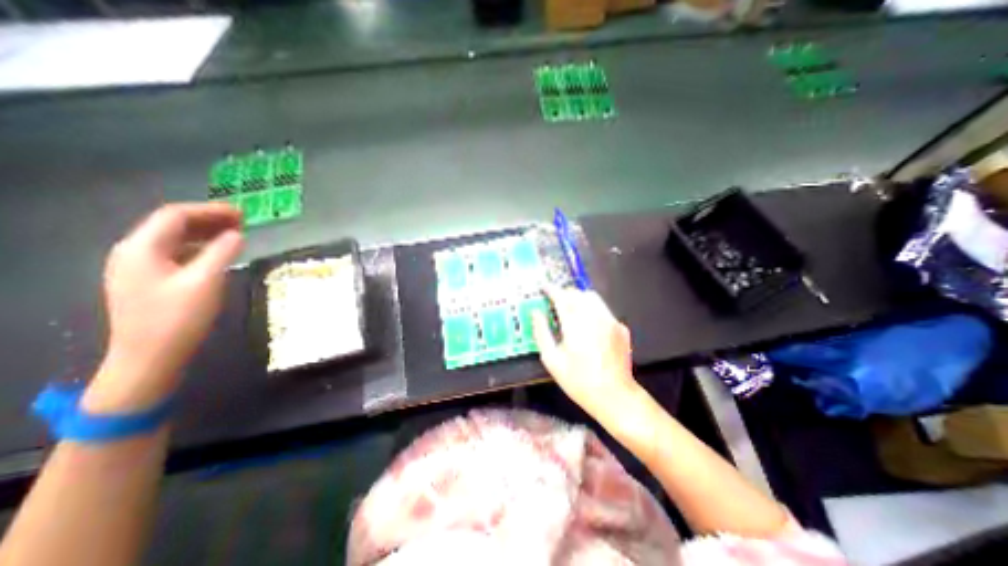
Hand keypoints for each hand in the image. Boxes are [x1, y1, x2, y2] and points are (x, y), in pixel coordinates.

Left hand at [81, 203, 242, 410]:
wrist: (149, 356)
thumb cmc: (177, 317)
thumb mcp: (205, 282)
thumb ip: (222, 253)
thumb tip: (237, 234)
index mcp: (141, 248)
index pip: (175, 215)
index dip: (210, 210)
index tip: (242, 214)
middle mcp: (133, 252)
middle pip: (171, 225)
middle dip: (209, 220)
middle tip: (243, 223)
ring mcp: (137, 267)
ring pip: (174, 239)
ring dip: (205, 233)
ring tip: (235, 235)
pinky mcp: (147, 280)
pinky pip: (174, 254)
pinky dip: (198, 248)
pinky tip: (217, 254)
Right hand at [529, 291, 635, 417]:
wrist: (615, 396)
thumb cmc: (578, 381)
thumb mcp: (552, 360)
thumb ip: (541, 332)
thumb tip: (536, 312)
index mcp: (576, 325)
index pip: (562, 297)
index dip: (551, 290)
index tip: (544, 288)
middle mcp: (595, 317)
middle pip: (578, 293)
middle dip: (564, 293)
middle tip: (555, 301)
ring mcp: (610, 320)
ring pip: (592, 297)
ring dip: (578, 297)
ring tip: (570, 308)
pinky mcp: (620, 326)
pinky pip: (602, 308)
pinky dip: (591, 308)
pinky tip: (587, 323)